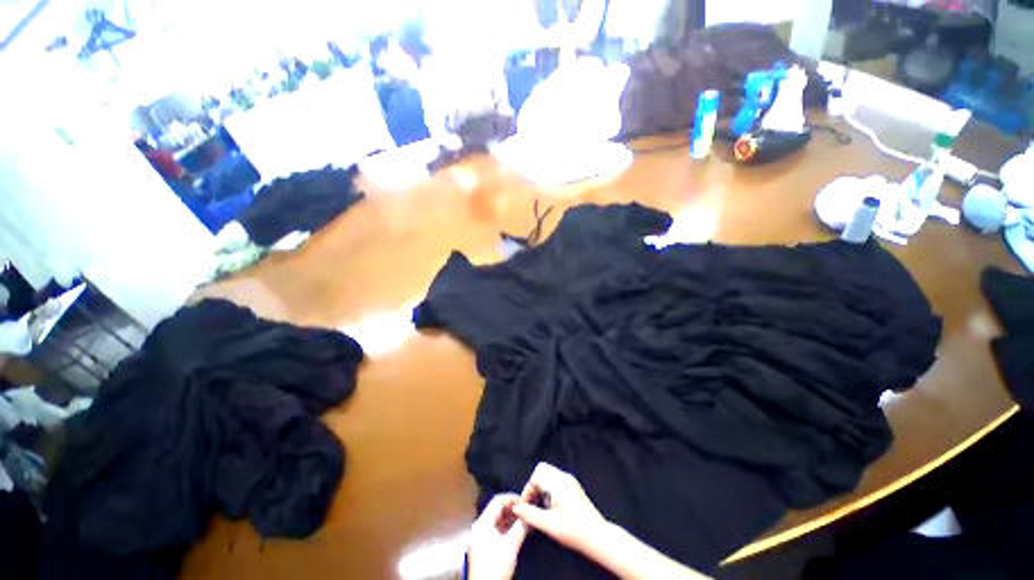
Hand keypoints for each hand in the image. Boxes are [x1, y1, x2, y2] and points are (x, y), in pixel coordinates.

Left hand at [467, 493, 528, 579]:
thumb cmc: (495, 568)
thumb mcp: (511, 545)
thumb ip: (521, 527)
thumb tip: (530, 514)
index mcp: (482, 523)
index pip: (497, 501)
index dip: (512, 498)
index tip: (525, 501)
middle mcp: (479, 527)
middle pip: (497, 510)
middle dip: (512, 509)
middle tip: (526, 509)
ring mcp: (480, 538)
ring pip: (497, 520)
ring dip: (511, 519)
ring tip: (525, 519)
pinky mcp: (483, 547)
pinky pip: (496, 530)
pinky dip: (507, 528)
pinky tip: (518, 531)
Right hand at [511, 462, 607, 554]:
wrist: (598, 537)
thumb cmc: (574, 531)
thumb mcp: (548, 524)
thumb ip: (529, 514)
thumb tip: (516, 508)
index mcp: (558, 482)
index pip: (536, 475)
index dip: (528, 490)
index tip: (526, 506)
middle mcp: (564, 477)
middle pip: (541, 470)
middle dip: (534, 486)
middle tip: (533, 504)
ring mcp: (570, 480)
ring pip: (548, 475)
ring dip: (541, 488)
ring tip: (543, 508)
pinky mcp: (574, 486)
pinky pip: (555, 480)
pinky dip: (549, 490)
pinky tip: (552, 508)